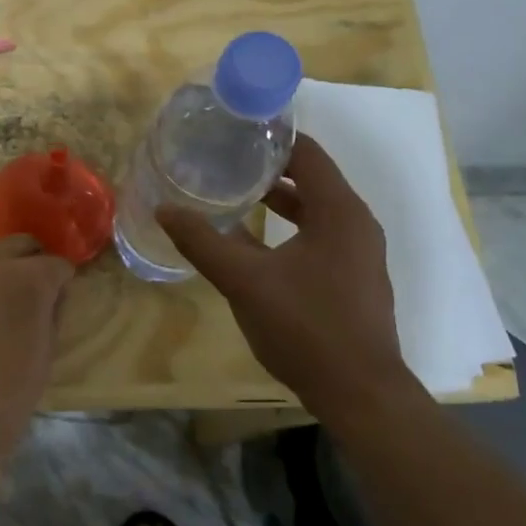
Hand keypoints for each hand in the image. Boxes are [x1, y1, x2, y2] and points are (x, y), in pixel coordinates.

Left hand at [0, 235, 75, 465]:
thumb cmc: (11, 388)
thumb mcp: (48, 348)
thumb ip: (52, 310)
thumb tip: (51, 294)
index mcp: (26, 276)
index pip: (55, 263)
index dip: (61, 280)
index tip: (60, 295)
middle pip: (17, 246)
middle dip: (29, 263)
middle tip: (28, 293)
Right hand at [156, 134, 416, 414]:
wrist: (360, 395)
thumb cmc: (306, 327)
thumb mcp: (245, 281)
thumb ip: (204, 242)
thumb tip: (164, 209)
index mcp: (339, 211)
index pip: (307, 153)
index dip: (272, 138)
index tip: (234, 131)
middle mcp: (356, 224)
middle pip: (312, 178)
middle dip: (269, 168)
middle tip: (225, 160)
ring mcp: (359, 253)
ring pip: (316, 210)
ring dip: (279, 199)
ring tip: (235, 194)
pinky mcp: (355, 278)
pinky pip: (321, 235)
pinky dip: (290, 227)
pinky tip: (256, 242)